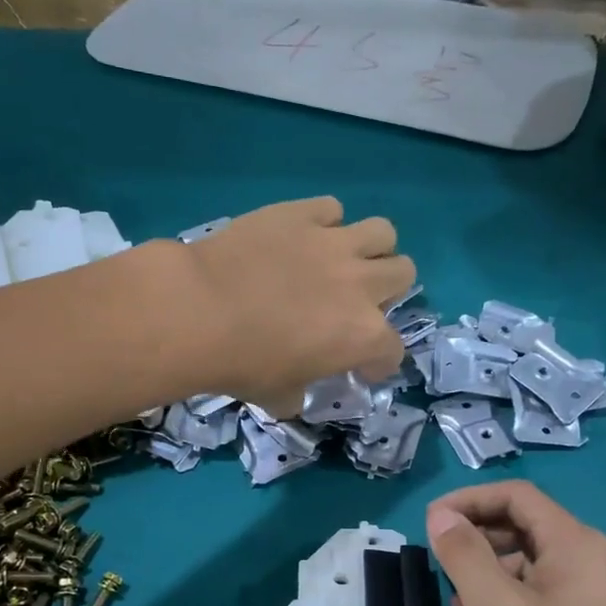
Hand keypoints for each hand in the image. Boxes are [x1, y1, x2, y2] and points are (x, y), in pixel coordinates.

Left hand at [184, 197, 412, 415]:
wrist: (201, 310)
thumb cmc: (243, 364)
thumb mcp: (277, 397)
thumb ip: (297, 395)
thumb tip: (294, 396)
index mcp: (363, 336)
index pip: (393, 349)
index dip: (379, 361)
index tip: (361, 366)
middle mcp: (361, 284)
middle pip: (404, 273)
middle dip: (387, 290)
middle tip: (355, 301)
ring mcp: (334, 242)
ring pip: (383, 232)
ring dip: (371, 248)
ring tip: (344, 260)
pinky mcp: (301, 213)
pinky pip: (331, 208)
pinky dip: (324, 222)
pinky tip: (304, 236)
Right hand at [426, 481, 605, 605]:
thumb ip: (464, 554)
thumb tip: (441, 515)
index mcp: (576, 544)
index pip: (517, 496)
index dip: (469, 500)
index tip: (430, 523)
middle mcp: (592, 562)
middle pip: (523, 533)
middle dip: (476, 552)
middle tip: (441, 576)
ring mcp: (597, 599)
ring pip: (529, 575)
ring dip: (488, 591)